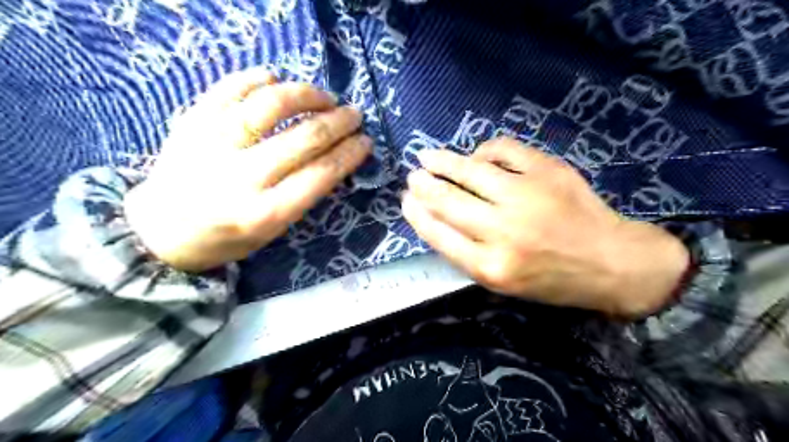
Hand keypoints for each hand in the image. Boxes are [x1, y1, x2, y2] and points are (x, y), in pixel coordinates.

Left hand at [124, 67, 370, 269]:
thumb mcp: (273, 230)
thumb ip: (303, 196)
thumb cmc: (227, 237)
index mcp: (264, 213)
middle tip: (354, 114)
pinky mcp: (191, 121)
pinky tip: (277, 78)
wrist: (160, 231)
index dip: (349, 154)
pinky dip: (257, 78)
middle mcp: (240, 177)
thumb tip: (335, 157)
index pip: (321, 175)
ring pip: (270, 105)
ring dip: (306, 94)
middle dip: (339, 122)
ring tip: (323, 96)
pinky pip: (229, 88)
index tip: (365, 141)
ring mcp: (213, 144)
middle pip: (304, 138)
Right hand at [404, 137, 688, 318]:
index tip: (406, 201)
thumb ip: (468, 254)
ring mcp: (525, 196)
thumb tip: (438, 218)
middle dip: (423, 186)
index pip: (438, 234)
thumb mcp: (504, 283)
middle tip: (413, 177)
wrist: (612, 263)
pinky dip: (484, 150)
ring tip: (427, 156)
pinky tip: (477, 155)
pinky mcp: (546, 171)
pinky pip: (503, 150)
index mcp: (490, 267)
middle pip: (447, 201)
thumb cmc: (554, 280)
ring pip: (469, 170)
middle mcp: (503, 231)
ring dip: (442, 161)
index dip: (417, 214)